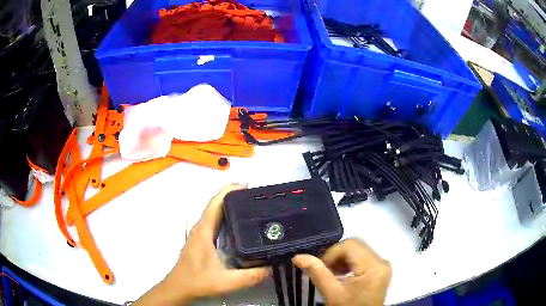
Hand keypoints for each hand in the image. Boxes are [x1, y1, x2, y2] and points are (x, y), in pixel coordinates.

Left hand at [134, 184, 270, 305]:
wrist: (179, 288)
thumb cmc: (198, 282)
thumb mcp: (228, 281)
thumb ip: (252, 276)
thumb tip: (273, 266)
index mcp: (204, 231)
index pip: (215, 203)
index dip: (230, 190)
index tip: (248, 187)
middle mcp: (201, 228)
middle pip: (216, 205)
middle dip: (234, 196)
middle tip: (256, 198)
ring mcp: (199, 234)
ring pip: (214, 213)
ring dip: (230, 207)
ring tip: (251, 209)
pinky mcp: (201, 240)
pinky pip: (214, 222)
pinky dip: (226, 217)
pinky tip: (238, 227)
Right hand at [293, 238, 390, 305]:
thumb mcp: (332, 294)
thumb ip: (317, 273)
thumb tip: (298, 257)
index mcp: (373, 266)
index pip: (350, 245)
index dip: (331, 253)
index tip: (320, 268)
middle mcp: (381, 261)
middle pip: (355, 245)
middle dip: (336, 256)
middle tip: (325, 271)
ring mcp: (382, 265)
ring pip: (358, 250)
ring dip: (341, 259)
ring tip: (332, 274)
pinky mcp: (380, 269)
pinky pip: (363, 257)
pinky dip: (349, 263)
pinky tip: (342, 275)